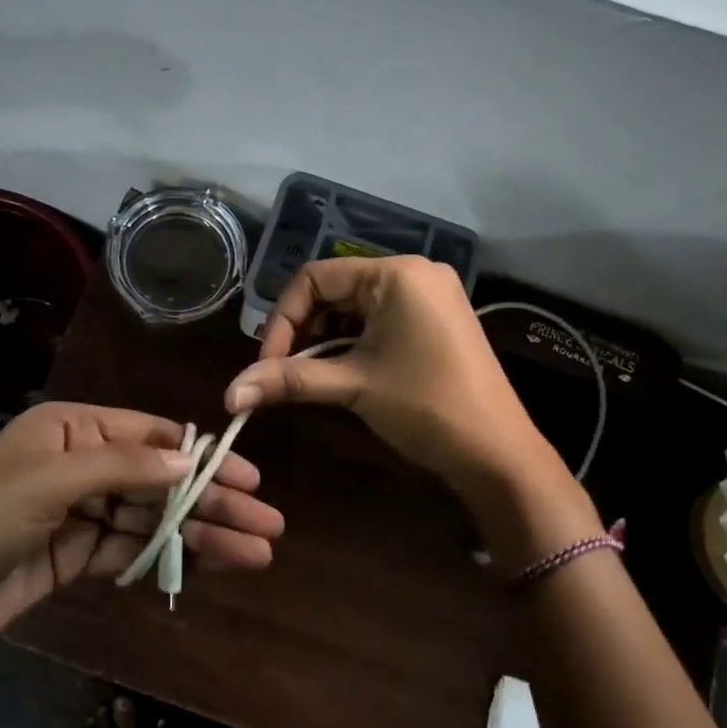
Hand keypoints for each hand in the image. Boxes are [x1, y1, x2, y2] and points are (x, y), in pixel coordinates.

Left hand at [0, 403, 282, 669]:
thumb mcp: (52, 480)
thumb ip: (125, 468)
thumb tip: (190, 461)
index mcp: (73, 429)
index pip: (152, 436)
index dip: (202, 457)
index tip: (248, 479)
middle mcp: (81, 464)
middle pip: (160, 481)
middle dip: (213, 502)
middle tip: (268, 525)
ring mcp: (78, 513)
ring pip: (152, 519)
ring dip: (200, 535)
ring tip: (254, 554)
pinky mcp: (73, 556)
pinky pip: (130, 551)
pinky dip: (166, 557)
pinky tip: (206, 566)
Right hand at [223, 258, 595, 559]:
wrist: (498, 454)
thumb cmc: (425, 407)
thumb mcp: (353, 386)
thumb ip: (288, 380)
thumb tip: (228, 393)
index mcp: (396, 274)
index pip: (315, 278)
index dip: (283, 319)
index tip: (268, 362)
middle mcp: (415, 273)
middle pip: (335, 290)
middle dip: (305, 331)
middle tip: (287, 372)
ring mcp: (430, 296)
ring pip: (356, 307)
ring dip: (327, 340)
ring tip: (315, 376)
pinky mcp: (437, 319)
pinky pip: (381, 319)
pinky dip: (355, 343)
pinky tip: (345, 372)